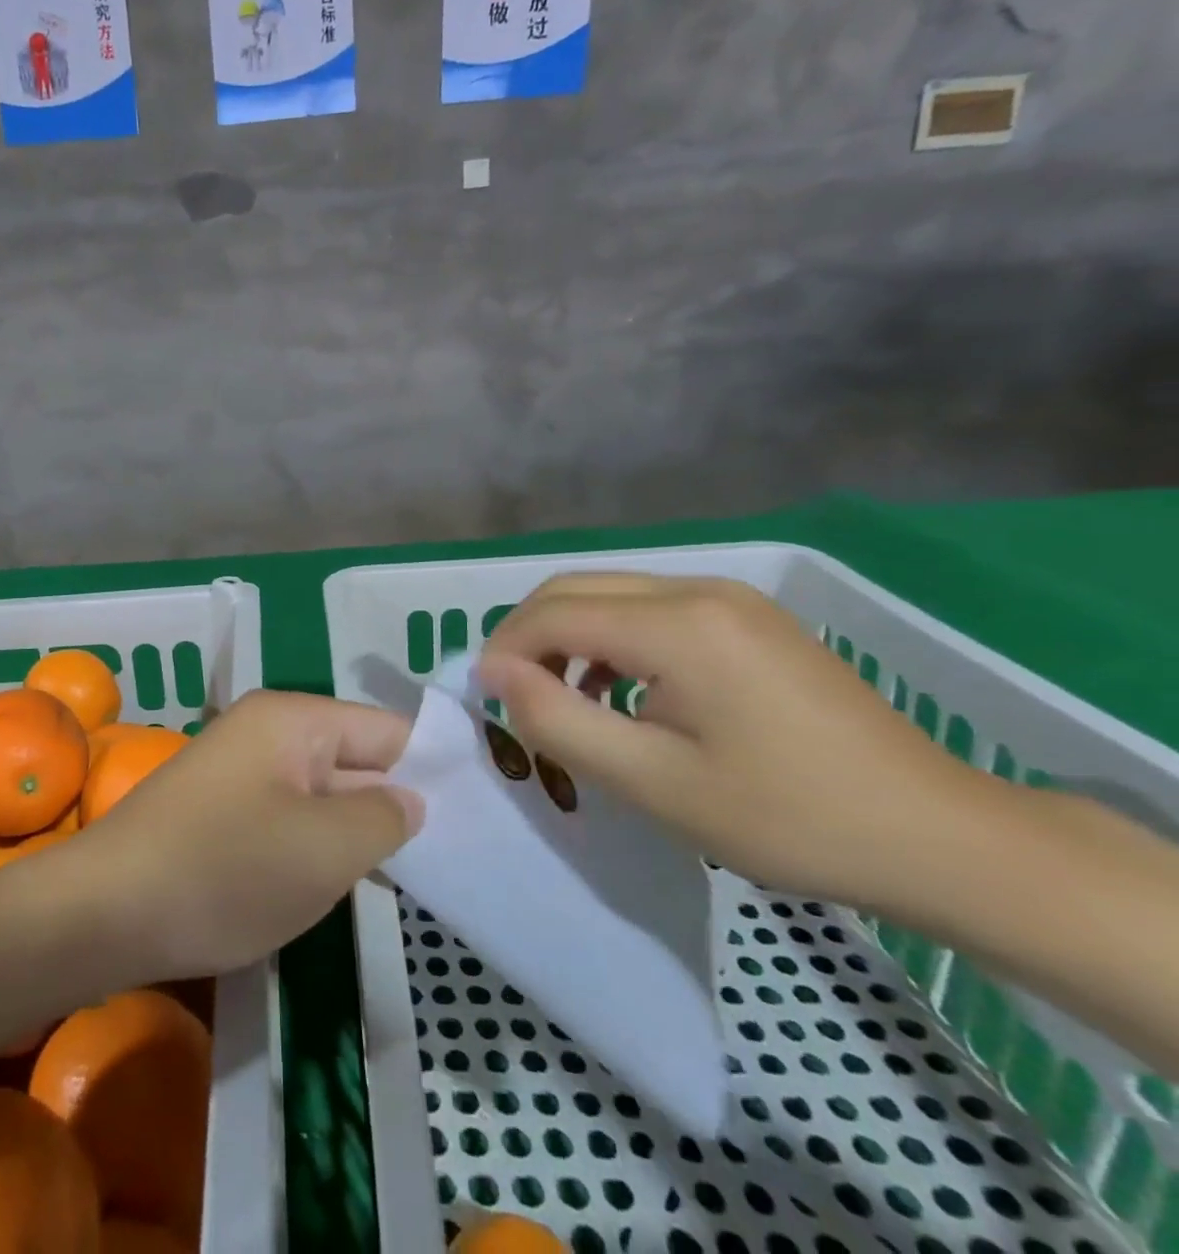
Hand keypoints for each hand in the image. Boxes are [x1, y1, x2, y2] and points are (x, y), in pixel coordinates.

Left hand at [61, 690, 422, 982]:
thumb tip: (409, 799)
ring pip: (322, 794)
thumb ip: (384, 817)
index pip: (387, 729)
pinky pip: (288, 818)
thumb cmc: (224, 870)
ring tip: (407, 875)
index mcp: (293, 719)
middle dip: (395, 805)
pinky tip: (340, 882)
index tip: (478, 815)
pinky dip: (316, 846)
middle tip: (452, 856)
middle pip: (354, 758)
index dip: (432, 769)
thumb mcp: (323, 849)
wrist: (104, 911)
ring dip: (355, 832)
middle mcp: (266, 731)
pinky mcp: (220, 811)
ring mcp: (239, 771)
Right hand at [477, 574, 994, 913]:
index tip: (487, 701)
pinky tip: (619, 692)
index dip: (505, 651)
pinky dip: (609, 640)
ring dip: (566, 637)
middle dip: (527, 636)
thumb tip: (494, 674)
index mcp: (678, 624)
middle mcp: (698, 589)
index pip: (553, 614)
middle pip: (575, 589)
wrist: (937, 835)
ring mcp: (728, 599)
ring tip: (559, 699)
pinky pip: (648, 610)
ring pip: (608, 594)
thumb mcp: (654, 783)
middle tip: (513, 698)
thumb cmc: (788, 818)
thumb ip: (559, 721)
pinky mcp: (745, 618)